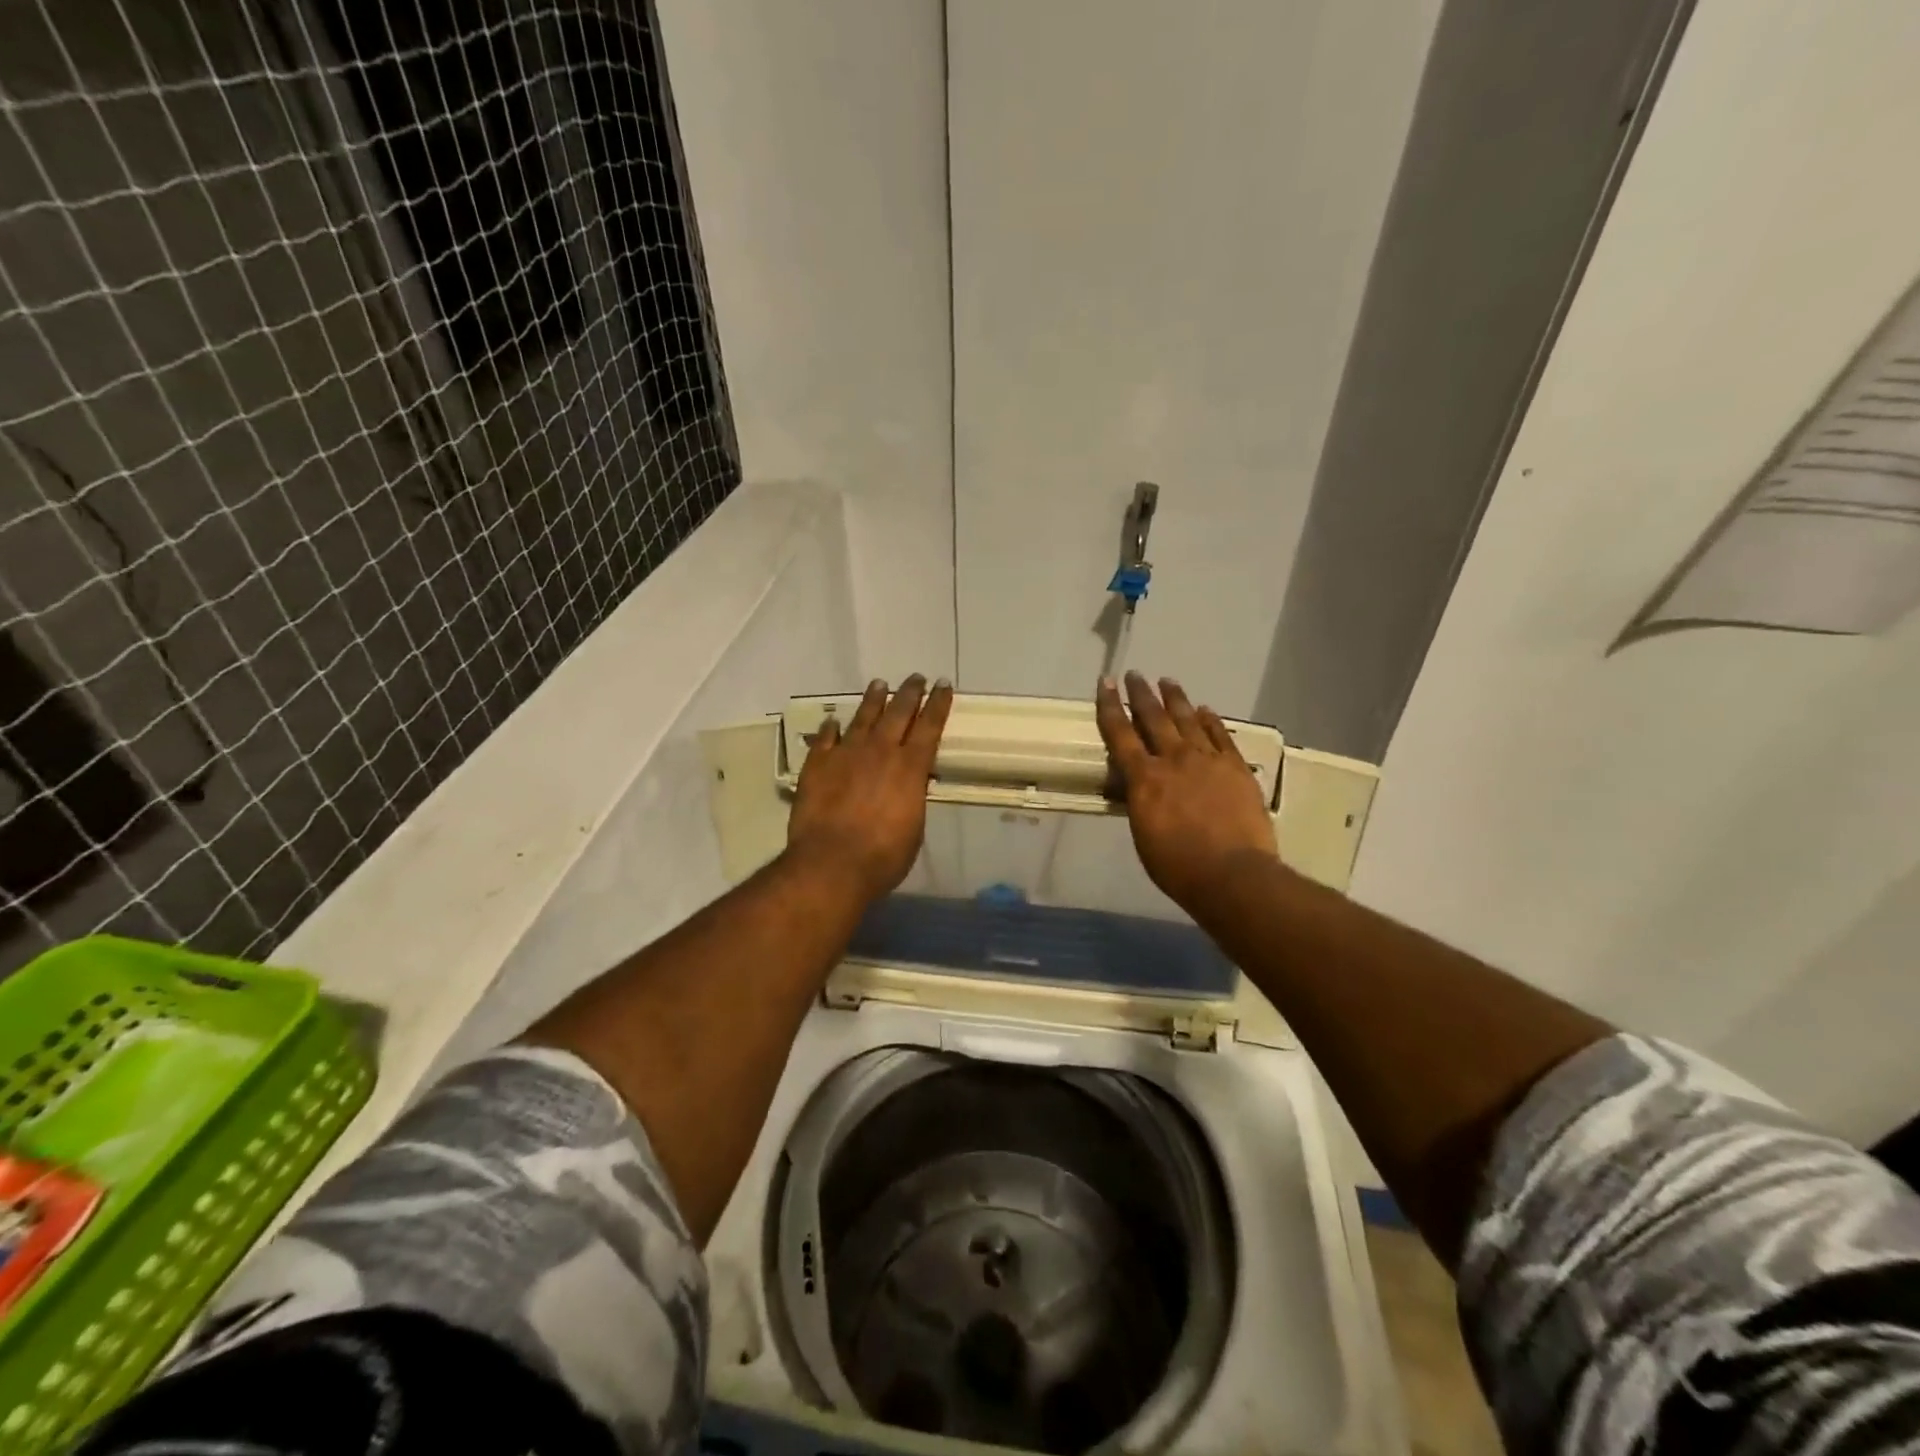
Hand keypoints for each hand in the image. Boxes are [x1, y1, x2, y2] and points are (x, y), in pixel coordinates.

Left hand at [787, 675, 953, 901]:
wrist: (831, 864)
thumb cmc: (883, 857)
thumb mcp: (913, 827)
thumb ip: (911, 797)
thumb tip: (909, 785)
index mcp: (910, 768)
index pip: (929, 726)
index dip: (938, 704)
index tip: (943, 685)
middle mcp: (880, 751)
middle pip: (898, 712)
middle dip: (910, 693)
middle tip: (916, 678)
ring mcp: (846, 754)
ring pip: (863, 717)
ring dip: (873, 700)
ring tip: (879, 684)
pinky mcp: (817, 764)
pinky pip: (826, 738)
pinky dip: (831, 728)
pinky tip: (833, 720)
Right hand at [1095, 671, 1277, 913]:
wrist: (1233, 874)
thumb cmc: (1178, 866)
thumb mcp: (1142, 834)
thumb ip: (1139, 801)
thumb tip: (1137, 783)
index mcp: (1144, 778)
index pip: (1120, 733)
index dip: (1110, 706)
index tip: (1105, 682)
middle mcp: (1173, 760)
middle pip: (1153, 718)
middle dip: (1141, 694)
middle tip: (1134, 674)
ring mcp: (1208, 760)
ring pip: (1188, 720)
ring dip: (1175, 698)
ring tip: (1167, 681)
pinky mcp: (1236, 767)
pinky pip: (1220, 735)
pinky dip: (1210, 720)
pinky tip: (1205, 709)